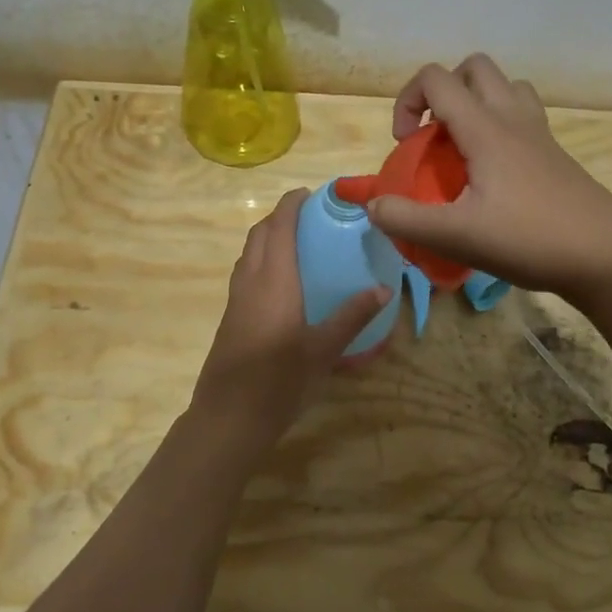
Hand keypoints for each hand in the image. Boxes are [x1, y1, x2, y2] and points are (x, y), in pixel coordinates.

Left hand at [191, 189, 389, 443]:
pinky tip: (283, 283)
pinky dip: (262, 261)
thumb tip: (383, 289)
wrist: (228, 418)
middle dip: (280, 217)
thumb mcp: (323, 350)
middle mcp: (250, 282)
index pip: (280, 227)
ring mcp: (236, 300)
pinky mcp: (230, 317)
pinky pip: (245, 273)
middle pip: (260, 235)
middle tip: (310, 216)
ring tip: (298, 243)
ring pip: (248, 254)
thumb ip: (352, 316)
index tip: (312, 194)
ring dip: (268, 238)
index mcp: (274, 281)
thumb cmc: (279, 382)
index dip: (292, 204)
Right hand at [369, 54, 611, 300]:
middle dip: (444, 92)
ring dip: (477, 103)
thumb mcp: (456, 236)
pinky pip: (524, 116)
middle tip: (435, 137)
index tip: (406, 144)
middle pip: (475, 68)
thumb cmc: (529, 240)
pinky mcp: (556, 155)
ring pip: (506, 88)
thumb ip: (406, 219)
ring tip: (464, 147)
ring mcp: (540, 134)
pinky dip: (501, 126)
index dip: (408, 101)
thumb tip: (372, 205)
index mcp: (486, 128)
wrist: (607, 257)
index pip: (437, 78)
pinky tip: (494, 173)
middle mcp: (513, 119)